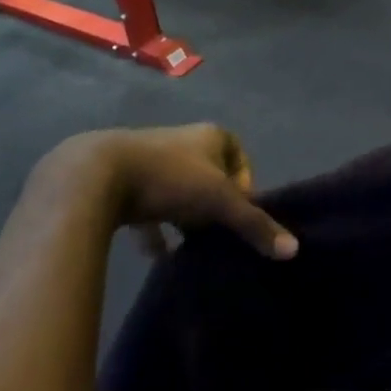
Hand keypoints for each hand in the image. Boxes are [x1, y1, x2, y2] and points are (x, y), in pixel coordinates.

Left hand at [99, 124, 296, 260]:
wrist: (97, 175)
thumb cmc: (169, 178)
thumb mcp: (218, 202)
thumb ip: (254, 225)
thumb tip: (294, 250)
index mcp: (210, 136)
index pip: (240, 157)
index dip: (244, 187)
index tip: (237, 213)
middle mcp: (182, 142)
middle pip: (210, 176)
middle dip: (214, 206)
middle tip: (216, 234)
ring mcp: (151, 159)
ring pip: (179, 192)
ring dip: (186, 218)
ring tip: (190, 247)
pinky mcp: (124, 180)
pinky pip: (148, 208)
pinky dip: (155, 230)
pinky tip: (157, 255)